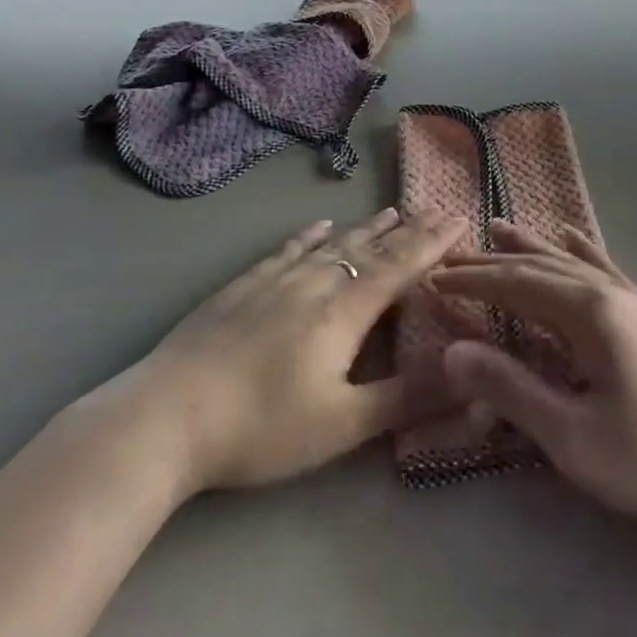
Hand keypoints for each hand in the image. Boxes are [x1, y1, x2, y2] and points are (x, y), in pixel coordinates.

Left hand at [68, 209, 465, 500]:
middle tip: (434, 209)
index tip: (460, 219)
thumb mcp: (341, 425)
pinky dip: (310, 236)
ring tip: (392, 211)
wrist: (167, 415)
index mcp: (343, 312)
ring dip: (366, 229)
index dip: (432, 244)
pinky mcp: (243, 287)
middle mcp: (315, 283)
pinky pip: (288, 250)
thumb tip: (469, 380)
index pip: (399, 268)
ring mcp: (275, 281)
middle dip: (407, 231)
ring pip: (332, 245)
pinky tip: (320, 226)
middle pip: (370, 249)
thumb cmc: (261, 427)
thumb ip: (405, 399)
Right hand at [433, 223, 636, 558]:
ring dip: (531, 246)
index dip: (472, 281)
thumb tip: (452, 351)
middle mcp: (609, 291)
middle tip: (451, 254)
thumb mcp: (572, 436)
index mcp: (589, 312)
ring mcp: (634, 300)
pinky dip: (582, 249)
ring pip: (571, 260)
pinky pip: (606, 268)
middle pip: (539, 265)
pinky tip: (574, 235)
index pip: (515, 284)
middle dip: (492, 261)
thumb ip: (510, 389)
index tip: (432, 279)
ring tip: (498, 226)